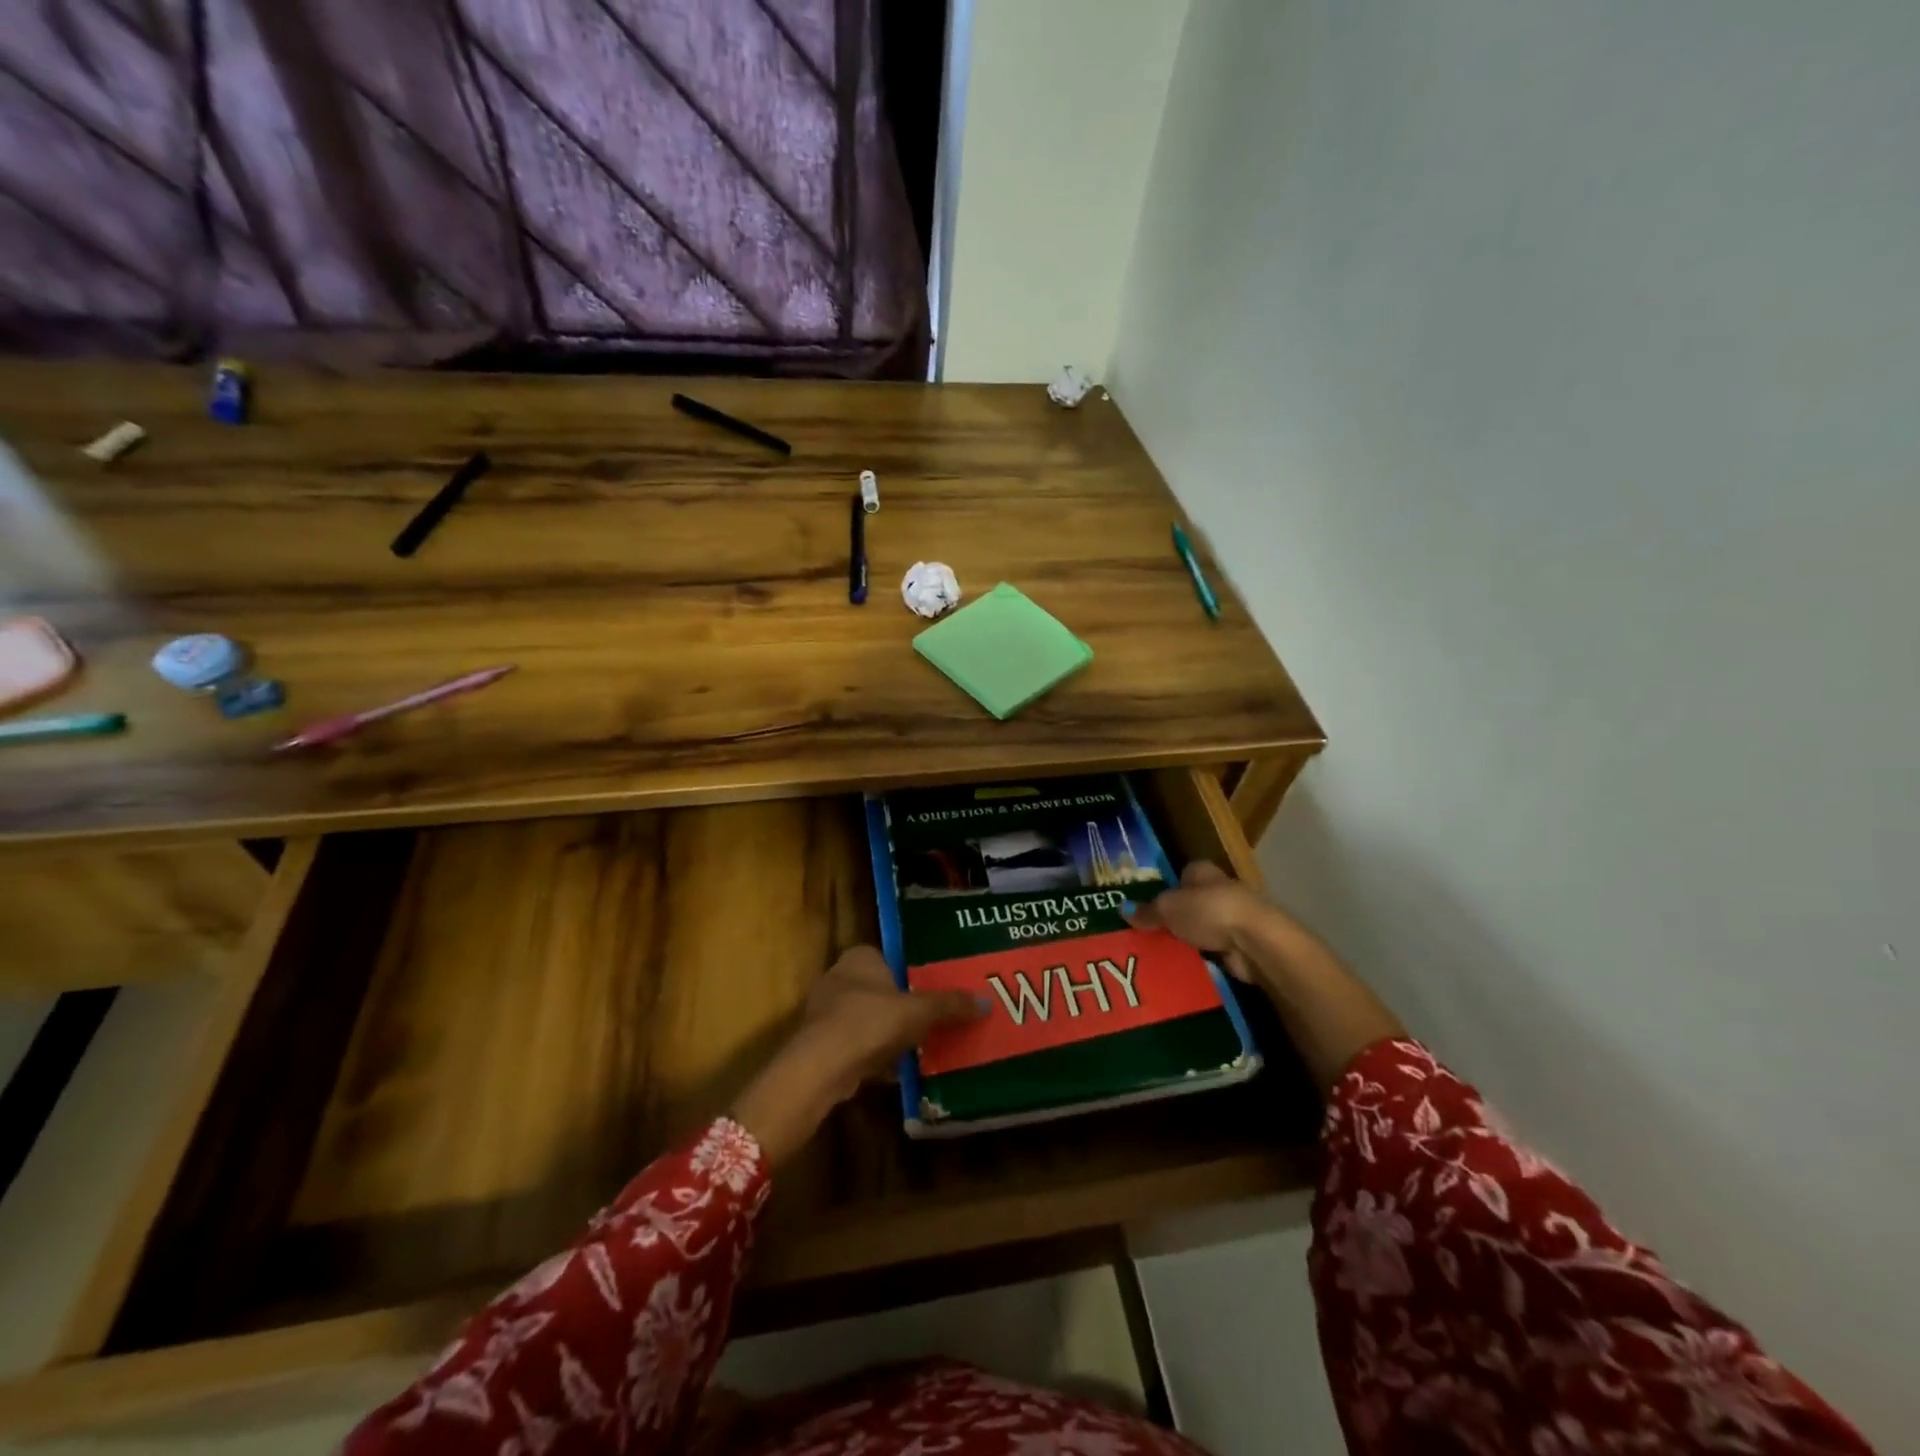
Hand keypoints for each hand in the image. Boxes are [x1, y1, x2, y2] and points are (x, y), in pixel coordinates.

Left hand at [730, 946, 980, 1165]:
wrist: (823, 1066)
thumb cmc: (872, 1022)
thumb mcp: (920, 1011)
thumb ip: (951, 1004)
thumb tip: (987, 1002)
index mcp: (860, 957)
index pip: (889, 957)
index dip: (909, 973)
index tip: (931, 990)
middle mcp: (838, 976)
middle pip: (878, 989)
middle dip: (900, 1006)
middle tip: (930, 1020)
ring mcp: (825, 1010)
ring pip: (866, 1018)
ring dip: (886, 1033)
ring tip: (917, 1047)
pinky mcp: (820, 1042)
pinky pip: (855, 1044)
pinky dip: (872, 1055)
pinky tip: (893, 1071)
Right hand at [1123, 861, 1268, 984]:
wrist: (1255, 941)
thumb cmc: (1209, 911)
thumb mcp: (1168, 908)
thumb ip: (1148, 910)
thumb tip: (1123, 910)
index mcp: (1202, 872)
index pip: (1181, 876)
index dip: (1165, 889)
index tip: (1146, 907)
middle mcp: (1218, 890)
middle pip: (1189, 903)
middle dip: (1172, 918)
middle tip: (1145, 933)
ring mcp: (1231, 918)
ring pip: (1199, 928)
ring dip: (1185, 940)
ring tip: (1156, 954)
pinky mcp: (1239, 944)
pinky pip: (1210, 950)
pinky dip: (1199, 958)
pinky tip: (1179, 967)